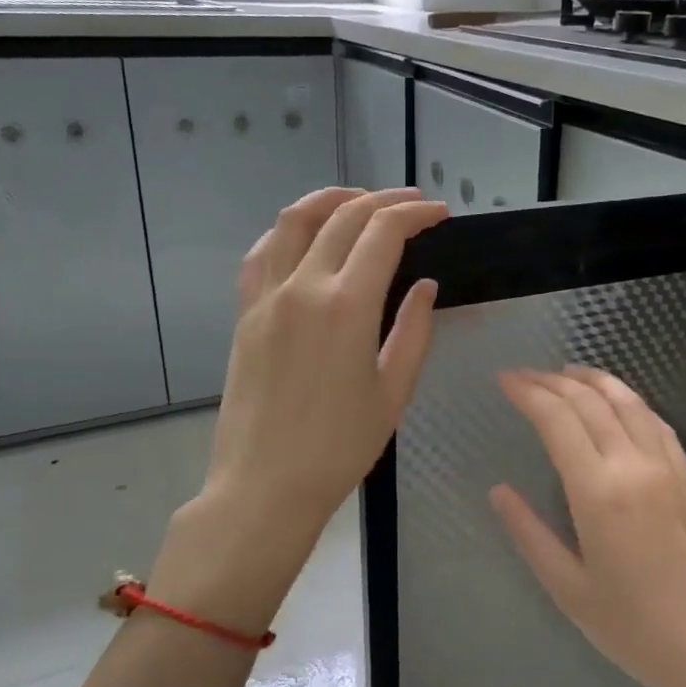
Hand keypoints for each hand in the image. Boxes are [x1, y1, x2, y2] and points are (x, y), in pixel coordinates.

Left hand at [153, 188, 447, 627]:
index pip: (383, 233)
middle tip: (413, 204)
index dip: (416, 214)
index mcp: (347, 306)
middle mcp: (302, 287)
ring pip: (293, 221)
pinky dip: (288, 232)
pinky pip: (262, 253)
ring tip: (359, 201)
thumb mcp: (393, 392)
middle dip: (383, 200)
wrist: (264, 486)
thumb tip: (424, 285)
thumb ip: (413, 330)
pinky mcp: (245, 314)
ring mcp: (266, 297)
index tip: (440, 214)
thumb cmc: (339, 447)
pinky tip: (306, 237)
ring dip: (331, 200)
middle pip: (343, 216)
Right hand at [489, 368, 685, 686]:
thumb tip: (498, 491)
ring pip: (627, 402)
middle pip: (589, 402)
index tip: (504, 380)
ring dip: (593, 380)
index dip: (528, 393)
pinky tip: (617, 400)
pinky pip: (656, 422)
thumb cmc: (635, 630)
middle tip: (523, 375)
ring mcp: (667, 467)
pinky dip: (629, 400)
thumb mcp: (568, 589)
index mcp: (599, 491)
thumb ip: (529, 533)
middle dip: (551, 381)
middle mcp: (634, 464)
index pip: (557, 419)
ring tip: (565, 371)